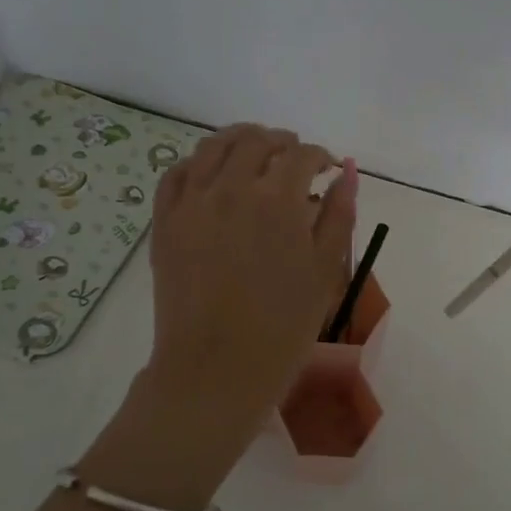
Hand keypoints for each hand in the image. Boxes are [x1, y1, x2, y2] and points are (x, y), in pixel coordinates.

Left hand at [147, 124, 357, 423]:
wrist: (216, 371)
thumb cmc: (283, 327)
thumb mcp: (325, 271)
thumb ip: (338, 214)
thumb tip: (346, 172)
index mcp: (277, 200)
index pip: (302, 155)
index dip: (320, 156)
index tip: (328, 167)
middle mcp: (231, 188)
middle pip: (256, 141)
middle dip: (282, 142)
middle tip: (295, 157)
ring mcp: (191, 203)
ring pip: (213, 147)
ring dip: (240, 140)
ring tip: (255, 151)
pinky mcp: (164, 222)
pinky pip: (176, 174)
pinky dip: (198, 162)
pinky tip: (211, 173)